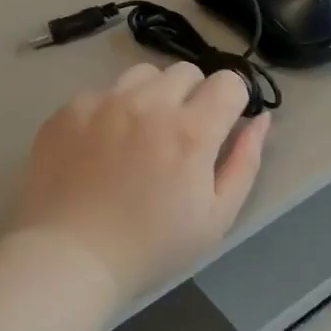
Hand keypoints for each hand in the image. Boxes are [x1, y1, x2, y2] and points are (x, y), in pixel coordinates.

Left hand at [15, 63, 269, 302]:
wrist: (70, 258)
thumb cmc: (152, 246)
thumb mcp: (217, 217)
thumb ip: (245, 162)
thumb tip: (262, 120)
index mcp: (191, 130)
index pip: (229, 82)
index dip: (232, 102)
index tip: (221, 127)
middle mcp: (148, 104)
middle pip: (186, 71)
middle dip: (193, 97)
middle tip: (180, 137)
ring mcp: (104, 102)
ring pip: (143, 74)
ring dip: (152, 96)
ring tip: (140, 134)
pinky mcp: (68, 110)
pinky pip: (102, 92)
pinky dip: (111, 110)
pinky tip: (102, 146)